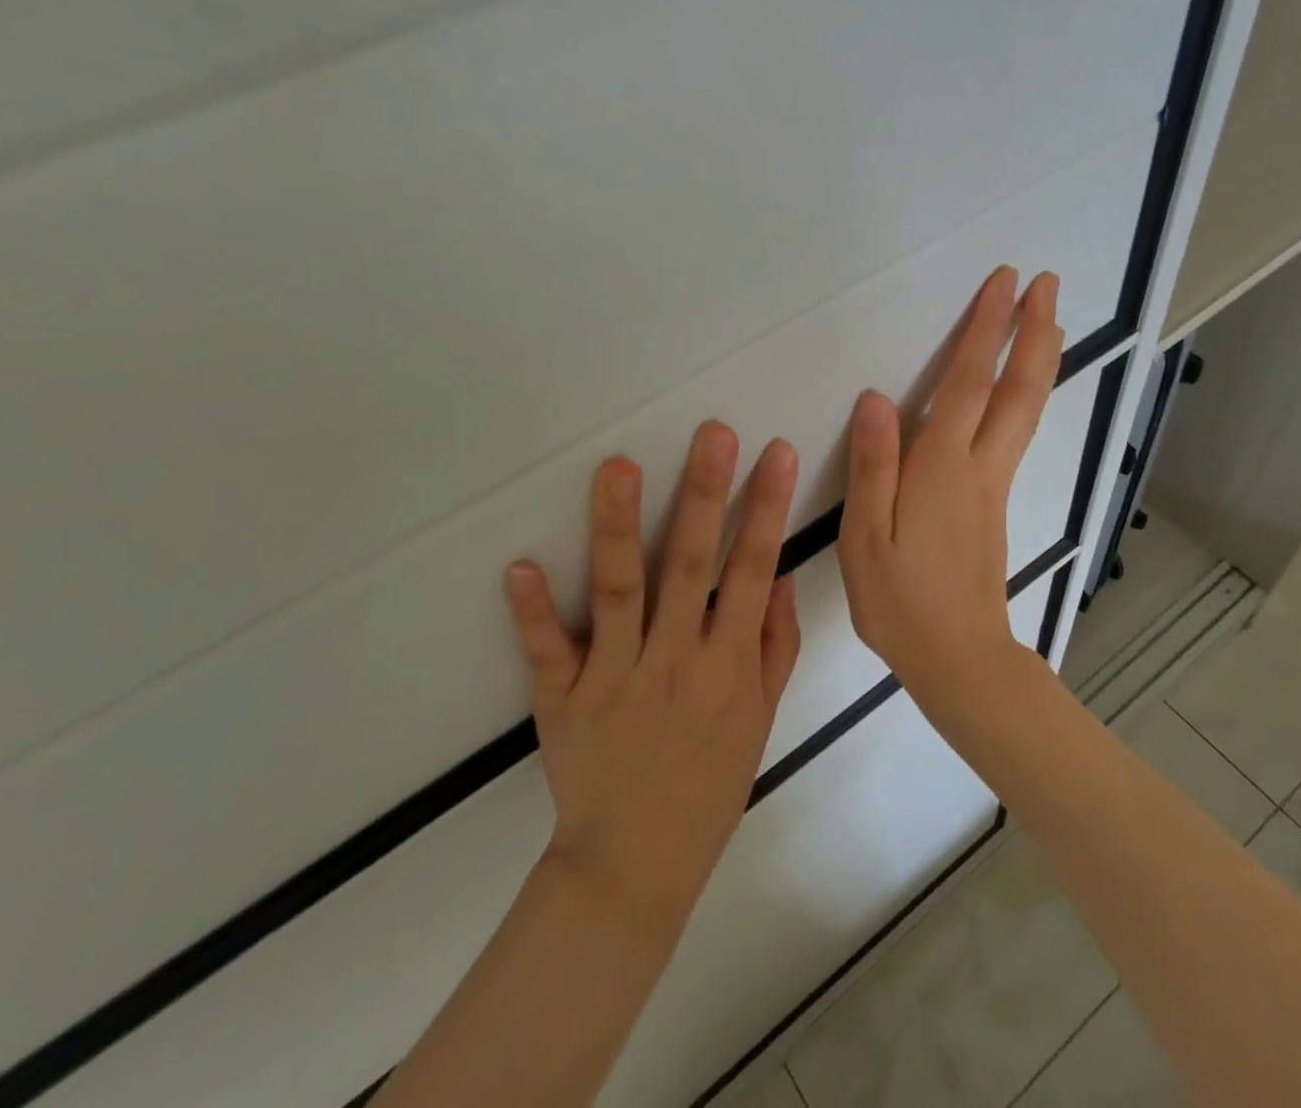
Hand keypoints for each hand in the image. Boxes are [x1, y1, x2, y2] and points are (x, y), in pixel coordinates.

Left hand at [504, 422, 801, 934]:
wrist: (636, 867)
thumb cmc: (709, 786)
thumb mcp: (762, 721)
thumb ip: (775, 647)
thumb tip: (780, 577)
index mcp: (727, 666)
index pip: (752, 571)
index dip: (765, 509)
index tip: (774, 453)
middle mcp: (674, 661)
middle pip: (689, 565)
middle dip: (704, 493)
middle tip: (711, 432)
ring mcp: (614, 678)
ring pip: (619, 590)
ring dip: (616, 525)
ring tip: (617, 466)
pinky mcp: (563, 700)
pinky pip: (547, 651)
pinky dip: (533, 611)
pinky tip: (520, 566)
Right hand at [837, 266, 1063, 704]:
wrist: (958, 658)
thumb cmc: (901, 602)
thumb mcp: (865, 539)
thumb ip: (872, 467)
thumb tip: (876, 399)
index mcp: (941, 470)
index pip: (968, 384)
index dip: (987, 330)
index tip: (1006, 283)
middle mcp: (978, 467)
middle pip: (1017, 390)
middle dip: (1032, 332)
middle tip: (1046, 284)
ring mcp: (994, 485)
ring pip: (1026, 410)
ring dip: (1039, 359)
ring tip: (1049, 319)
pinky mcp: (996, 503)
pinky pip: (1018, 432)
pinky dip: (1027, 394)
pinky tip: (1023, 387)